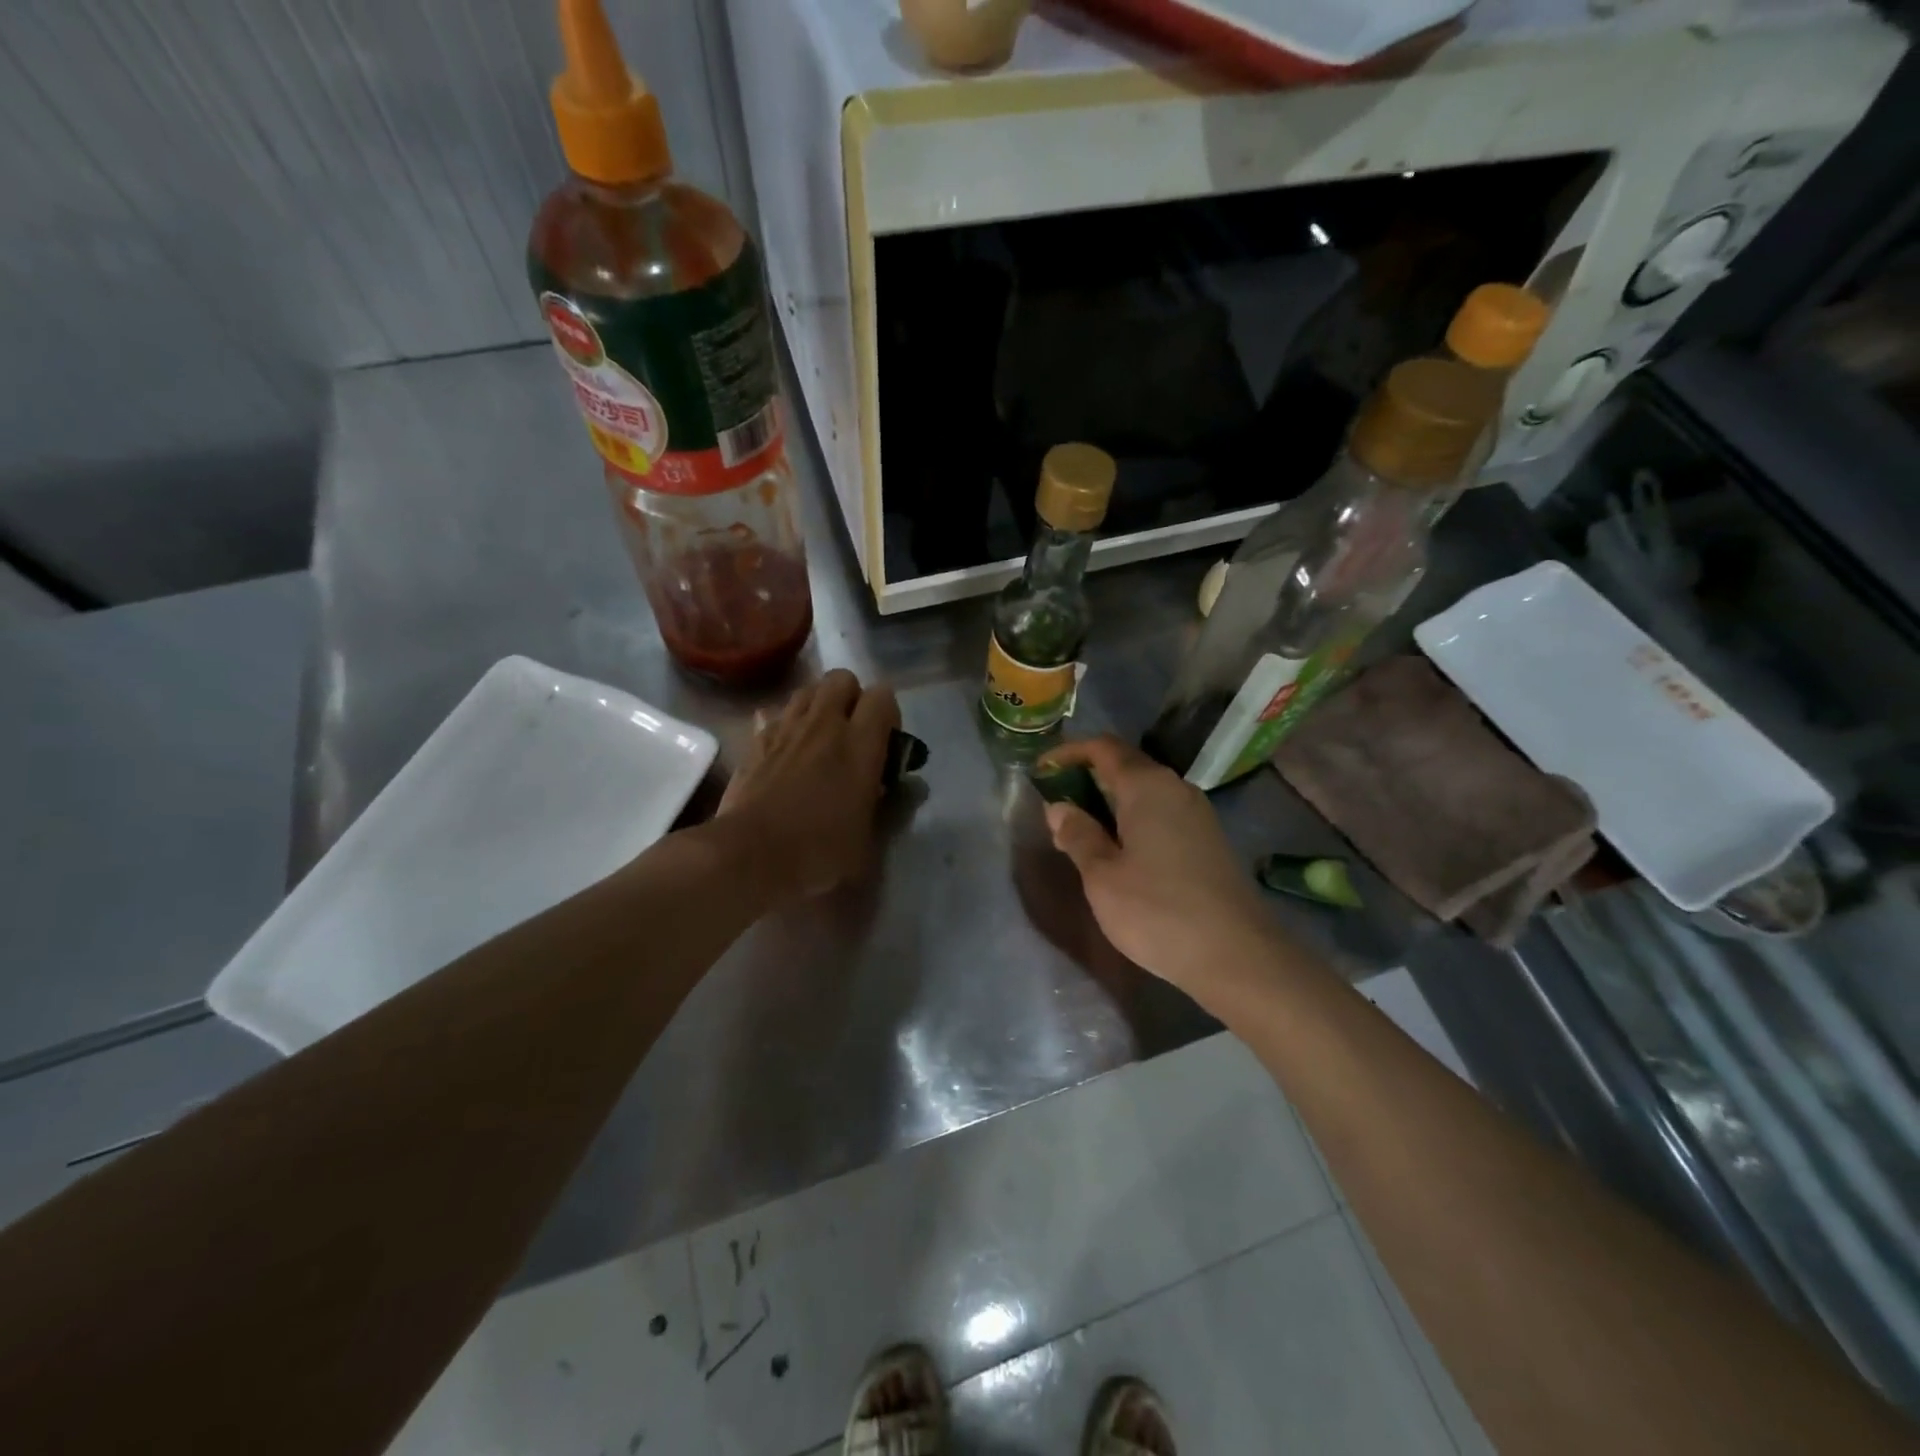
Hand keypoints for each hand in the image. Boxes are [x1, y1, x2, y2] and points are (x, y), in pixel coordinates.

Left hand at [717, 668, 900, 901]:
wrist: (748, 858)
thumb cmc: (817, 853)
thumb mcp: (867, 841)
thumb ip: (880, 805)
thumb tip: (881, 787)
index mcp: (859, 746)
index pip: (882, 696)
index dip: (889, 713)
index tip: (887, 743)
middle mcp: (823, 726)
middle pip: (841, 678)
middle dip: (852, 697)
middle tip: (854, 733)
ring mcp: (784, 730)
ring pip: (806, 691)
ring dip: (818, 706)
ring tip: (820, 737)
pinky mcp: (754, 744)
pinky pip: (773, 716)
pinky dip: (784, 725)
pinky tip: (786, 750)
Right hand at [1040, 736, 1279, 995]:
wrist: (1238, 956)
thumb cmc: (1158, 911)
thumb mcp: (1102, 876)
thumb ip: (1078, 835)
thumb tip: (1060, 807)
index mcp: (1147, 786)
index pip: (1103, 748)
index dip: (1069, 752)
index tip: (1042, 771)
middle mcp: (1176, 788)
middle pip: (1126, 766)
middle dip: (1088, 778)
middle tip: (1057, 806)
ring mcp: (1197, 814)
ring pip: (1145, 792)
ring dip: (1111, 802)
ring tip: (1082, 832)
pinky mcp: (1208, 840)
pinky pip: (1162, 814)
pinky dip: (1133, 820)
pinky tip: (1120, 852)